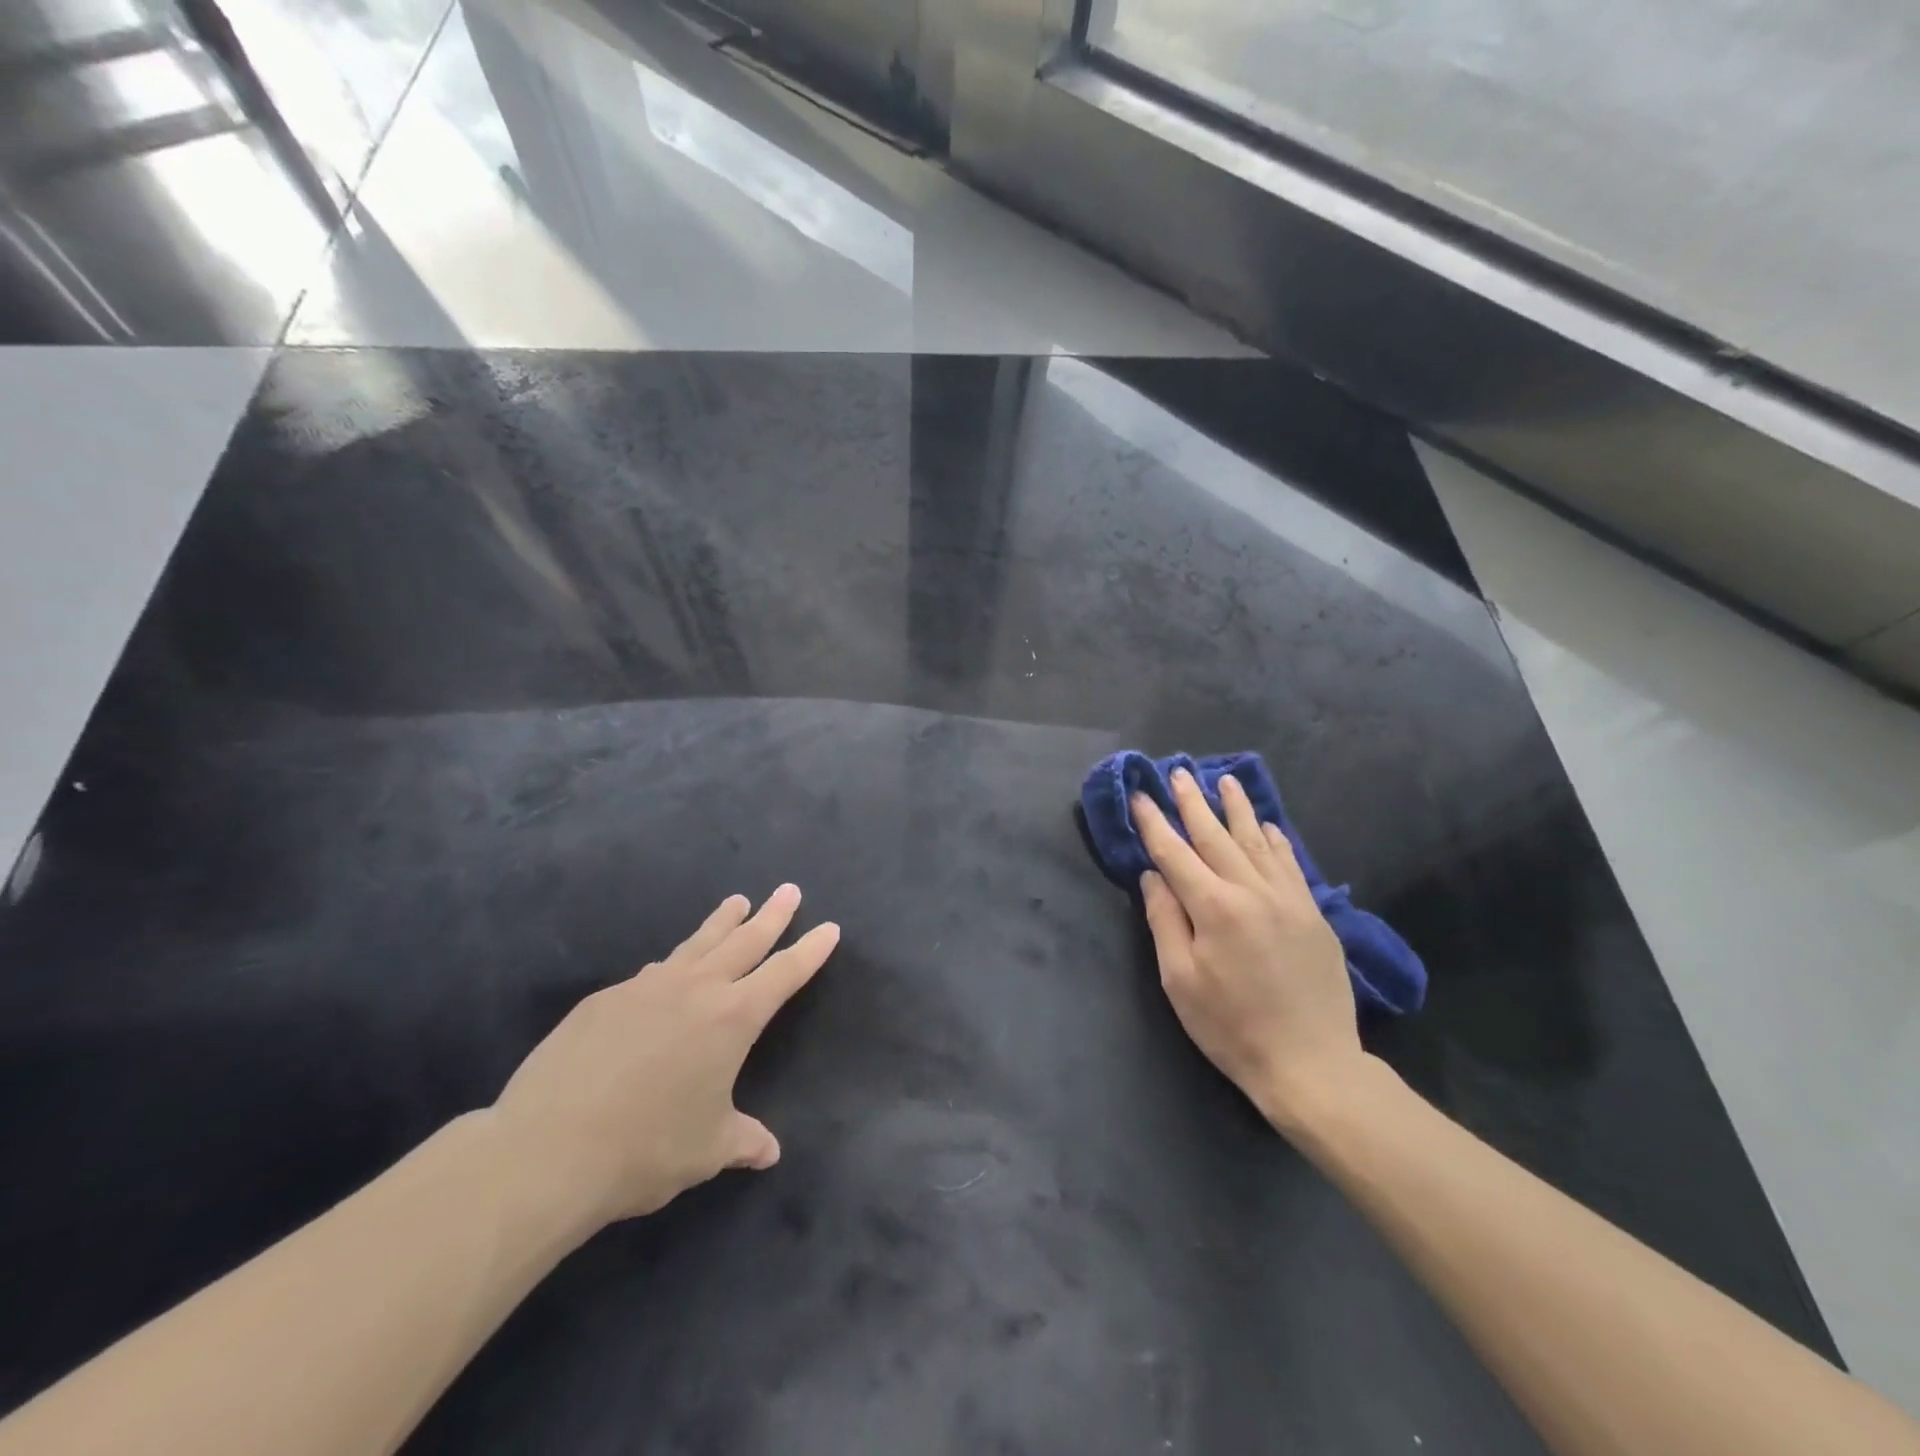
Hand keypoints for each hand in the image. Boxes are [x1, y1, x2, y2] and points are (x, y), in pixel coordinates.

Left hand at [487, 885, 838, 1232]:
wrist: (548, 1149)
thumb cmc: (646, 1149)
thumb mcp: (707, 1150)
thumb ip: (742, 1141)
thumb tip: (768, 1153)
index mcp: (733, 1019)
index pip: (784, 973)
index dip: (810, 951)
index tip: (829, 927)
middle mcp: (695, 990)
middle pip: (745, 941)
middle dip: (772, 915)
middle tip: (788, 890)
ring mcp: (646, 987)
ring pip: (696, 943)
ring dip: (722, 922)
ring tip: (737, 902)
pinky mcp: (604, 999)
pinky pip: (652, 974)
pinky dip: (672, 965)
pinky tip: (667, 971)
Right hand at [1133, 769, 1365, 1134]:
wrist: (1311, 1064)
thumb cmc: (1231, 1027)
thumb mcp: (1180, 981)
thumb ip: (1165, 921)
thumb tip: (1152, 876)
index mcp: (1213, 907)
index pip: (1174, 854)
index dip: (1153, 823)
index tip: (1139, 795)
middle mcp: (1251, 891)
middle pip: (1215, 836)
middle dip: (1192, 803)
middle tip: (1178, 773)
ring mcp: (1287, 899)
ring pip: (1257, 841)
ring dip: (1237, 809)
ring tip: (1224, 780)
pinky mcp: (1312, 913)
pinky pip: (1291, 864)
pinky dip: (1276, 840)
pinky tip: (1268, 824)